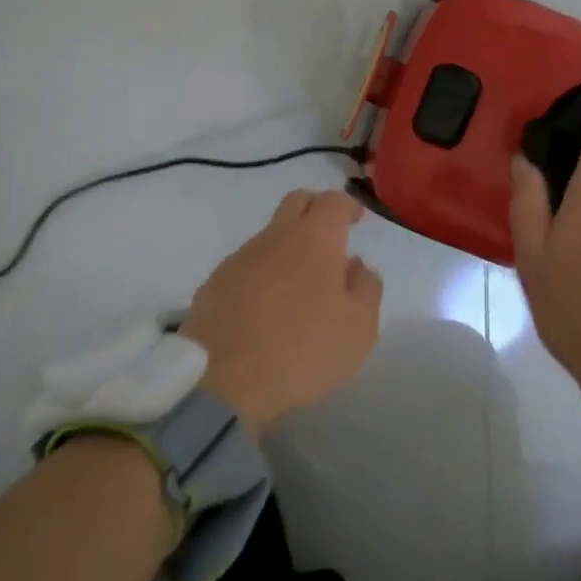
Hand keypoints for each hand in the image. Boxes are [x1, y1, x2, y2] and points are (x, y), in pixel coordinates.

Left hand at [180, 189, 383, 432]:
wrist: (224, 380)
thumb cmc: (303, 350)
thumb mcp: (358, 329)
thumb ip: (366, 288)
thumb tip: (357, 266)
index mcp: (315, 238)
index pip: (333, 201)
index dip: (348, 206)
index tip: (357, 220)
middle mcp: (276, 236)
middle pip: (297, 202)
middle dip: (316, 210)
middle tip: (330, 238)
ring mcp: (240, 257)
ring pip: (270, 235)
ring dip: (288, 247)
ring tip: (298, 285)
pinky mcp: (215, 282)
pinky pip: (247, 265)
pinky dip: (262, 273)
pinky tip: (265, 307)